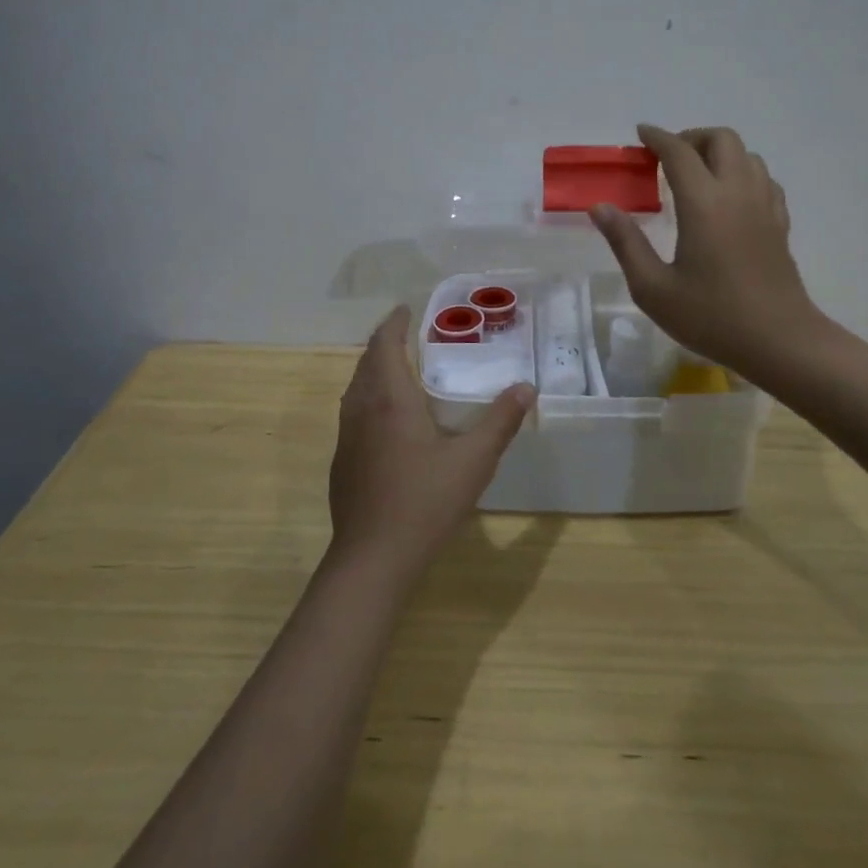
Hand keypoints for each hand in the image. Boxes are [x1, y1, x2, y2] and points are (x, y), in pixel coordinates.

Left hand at [328, 307, 535, 578]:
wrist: (372, 558)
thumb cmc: (424, 503)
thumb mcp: (473, 461)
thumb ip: (500, 422)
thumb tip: (525, 387)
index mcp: (390, 400)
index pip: (385, 345)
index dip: (394, 323)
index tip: (406, 309)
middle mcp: (362, 409)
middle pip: (367, 362)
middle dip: (385, 343)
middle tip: (410, 335)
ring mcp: (347, 436)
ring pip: (356, 388)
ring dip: (374, 370)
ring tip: (399, 370)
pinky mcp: (342, 461)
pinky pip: (353, 412)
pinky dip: (368, 397)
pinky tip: (388, 420)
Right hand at [590, 124, 829, 382]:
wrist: (780, 342)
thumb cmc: (711, 316)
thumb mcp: (653, 288)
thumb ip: (625, 242)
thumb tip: (600, 207)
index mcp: (703, 203)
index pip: (679, 152)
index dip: (657, 137)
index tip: (640, 134)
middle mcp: (737, 192)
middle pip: (721, 139)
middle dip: (691, 138)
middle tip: (666, 158)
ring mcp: (764, 206)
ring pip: (747, 155)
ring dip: (718, 153)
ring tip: (695, 175)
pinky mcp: (780, 223)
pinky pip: (763, 179)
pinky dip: (742, 173)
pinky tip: (727, 198)